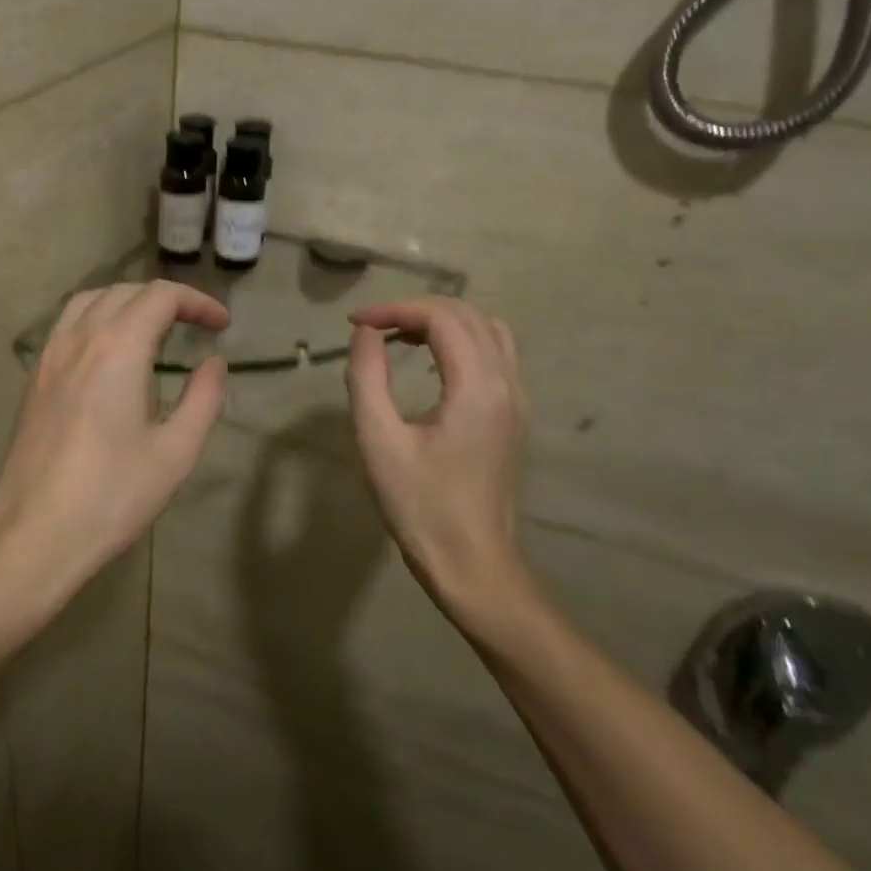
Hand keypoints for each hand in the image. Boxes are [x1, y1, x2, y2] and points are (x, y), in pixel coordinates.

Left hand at [0, 281, 228, 611]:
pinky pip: (67, 326)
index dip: (197, 301)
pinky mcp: (34, 379)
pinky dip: (97, 318)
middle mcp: (79, 339)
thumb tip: (214, 363)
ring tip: (154, 329)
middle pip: (124, 292)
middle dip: (165, 299)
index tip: (222, 324)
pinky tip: (110, 354)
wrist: (35, 534)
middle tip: (196, 326)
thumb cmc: (112, 496)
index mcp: (117, 348)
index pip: (160, 297)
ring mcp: (49, 357)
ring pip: (89, 301)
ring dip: (127, 302)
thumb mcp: (175, 452)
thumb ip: (203, 399)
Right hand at [345, 298, 533, 620]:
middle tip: (371, 328)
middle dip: (416, 310)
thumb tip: (365, 333)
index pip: (442, 318)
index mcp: (477, 387)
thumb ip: (368, 377)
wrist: (471, 562)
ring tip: (397, 337)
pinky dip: (459, 341)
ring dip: (441, 322)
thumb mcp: (378, 440)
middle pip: (467, 315)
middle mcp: (506, 383)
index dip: (395, 309)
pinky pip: (493, 354)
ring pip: (486, 330)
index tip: (355, 323)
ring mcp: (516, 399)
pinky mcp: (513, 415)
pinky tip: (428, 361)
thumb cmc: (420, 505)